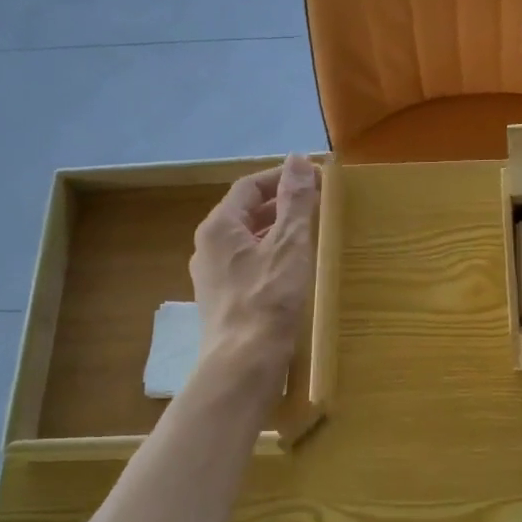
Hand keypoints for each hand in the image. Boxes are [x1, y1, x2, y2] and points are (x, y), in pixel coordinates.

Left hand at [190, 154, 319, 370]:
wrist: (243, 363)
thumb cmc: (268, 299)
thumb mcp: (289, 244)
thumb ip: (296, 201)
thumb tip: (298, 159)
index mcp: (219, 227)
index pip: (249, 188)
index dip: (280, 178)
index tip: (311, 177)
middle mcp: (207, 248)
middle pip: (244, 214)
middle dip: (279, 205)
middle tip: (314, 205)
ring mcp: (211, 277)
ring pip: (245, 242)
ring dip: (275, 233)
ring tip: (307, 235)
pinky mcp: (222, 302)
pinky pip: (246, 266)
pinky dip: (269, 258)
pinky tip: (290, 272)